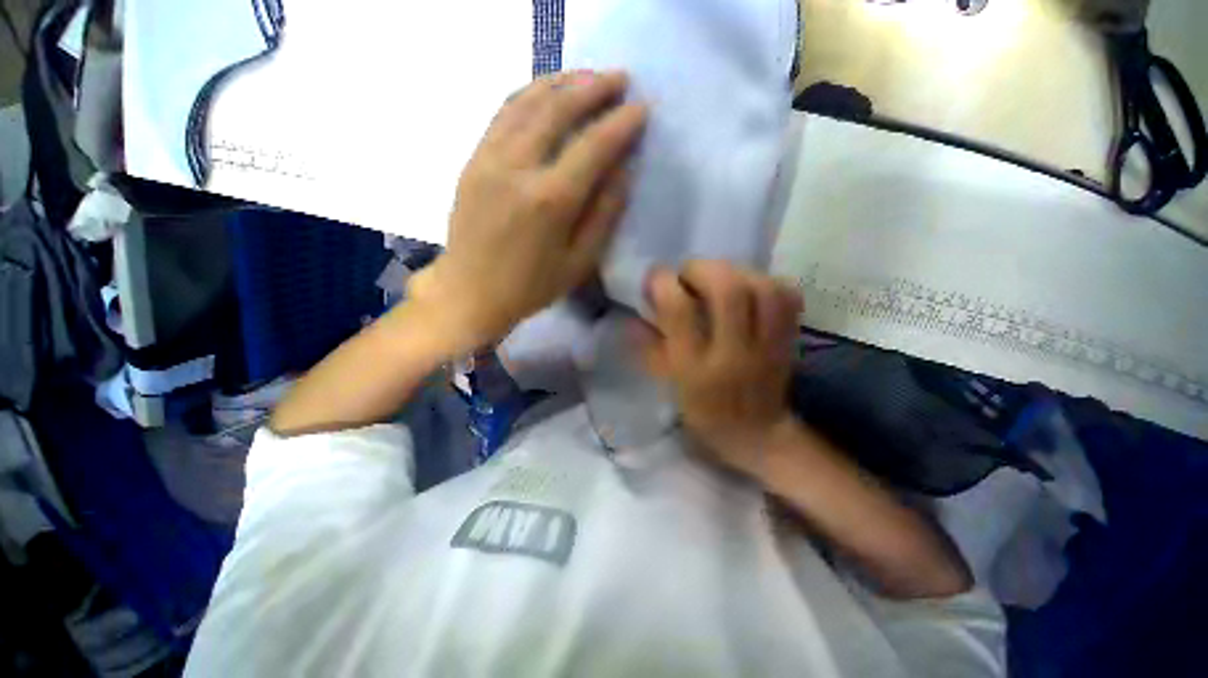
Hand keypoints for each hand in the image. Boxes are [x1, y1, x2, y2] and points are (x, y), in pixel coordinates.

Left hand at [409, 70, 647, 353]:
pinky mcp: (473, 159)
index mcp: (550, 200)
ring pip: (527, 101)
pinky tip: (546, 91)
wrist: (471, 292)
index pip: (594, 146)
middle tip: (620, 79)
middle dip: (594, 87)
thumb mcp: (579, 262)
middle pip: (559, 109)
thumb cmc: (531, 287)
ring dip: (562, 82)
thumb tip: (624, 169)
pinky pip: (503, 113)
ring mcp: (489, 158)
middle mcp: (518, 168)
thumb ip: (604, 214)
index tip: (643, 107)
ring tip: (588, 77)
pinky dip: (529, 93)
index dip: (622, 123)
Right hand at [639, 261, 802, 474]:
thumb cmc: (703, 411)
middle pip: (727, 290)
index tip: (656, 277)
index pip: (679, 312)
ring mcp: (767, 346)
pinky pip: (787, 295)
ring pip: (761, 287)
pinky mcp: (789, 340)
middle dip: (702, 269)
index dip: (663, 283)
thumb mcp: (668, 384)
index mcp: (694, 368)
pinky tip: (749, 287)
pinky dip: (766, 281)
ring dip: (735, 271)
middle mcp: (732, 353)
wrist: (756, 434)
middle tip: (688, 275)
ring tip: (718, 277)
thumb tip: (635, 312)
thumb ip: (650, 347)